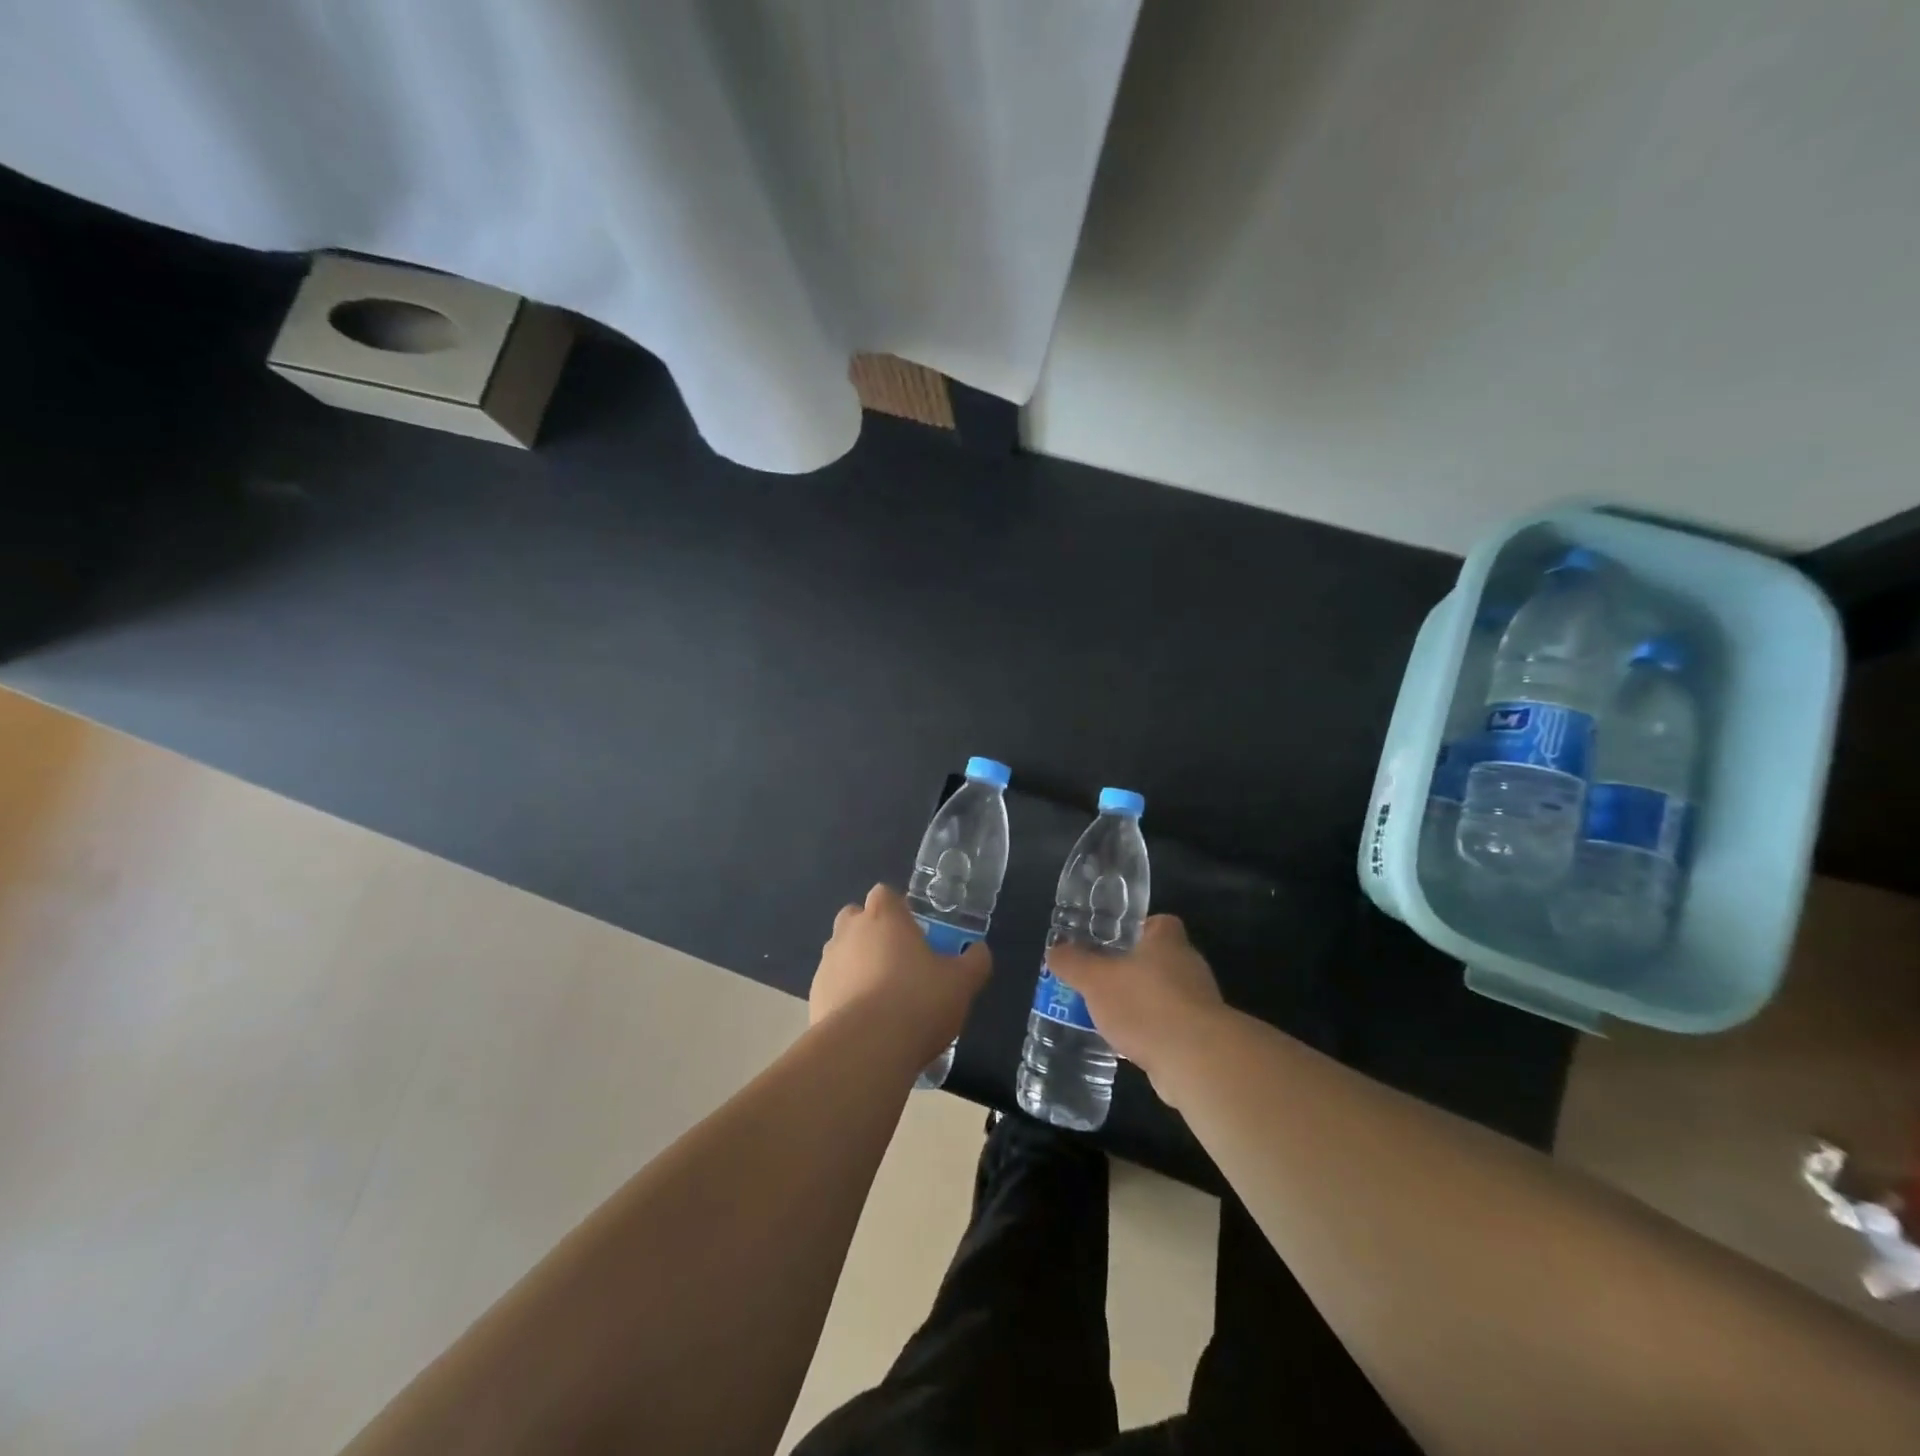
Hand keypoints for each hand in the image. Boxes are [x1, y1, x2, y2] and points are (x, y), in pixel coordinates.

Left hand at [811, 885, 991, 1064]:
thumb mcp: (962, 982)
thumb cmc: (918, 1001)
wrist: (866, 1049)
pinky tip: (865, 1023)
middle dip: (871, 933)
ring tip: (882, 998)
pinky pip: (832, 986)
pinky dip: (845, 996)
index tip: (914, 932)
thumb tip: (979, 951)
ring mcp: (827, 964)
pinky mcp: (814, 997)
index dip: (898, 910)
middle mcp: (849, 932)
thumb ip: (974, 961)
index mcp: (884, 916)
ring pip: (841, 953)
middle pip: (855, 918)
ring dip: (856, 965)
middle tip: (897, 961)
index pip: (884, 894)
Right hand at [1044, 915, 1226, 1097]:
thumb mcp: (1095, 979)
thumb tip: (1055, 951)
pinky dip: (1150, 1034)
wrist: (1195, 1061)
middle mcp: (1188, 966)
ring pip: (1163, 996)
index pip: (1158, 923)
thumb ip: (1073, 963)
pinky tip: (1126, 1046)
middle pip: (1158, 960)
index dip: (1136, 929)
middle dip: (1131, 970)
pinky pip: (1169, 1028)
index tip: (1112, 942)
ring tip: (1107, 1016)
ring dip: (1140, 1005)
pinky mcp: (1201, 1039)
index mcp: (1167, 942)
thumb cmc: (1144, 1004)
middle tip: (1099, 980)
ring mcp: (1199, 1004)